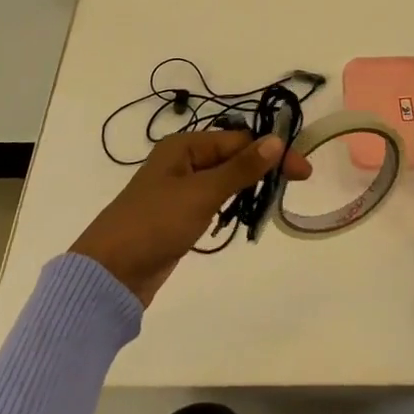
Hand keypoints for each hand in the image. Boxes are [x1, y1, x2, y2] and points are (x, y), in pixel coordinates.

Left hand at [71, 129, 312, 305]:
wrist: (110, 273)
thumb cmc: (155, 224)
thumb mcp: (202, 193)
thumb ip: (241, 168)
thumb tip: (276, 140)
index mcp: (185, 146)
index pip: (239, 140)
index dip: (272, 152)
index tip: (303, 171)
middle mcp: (183, 161)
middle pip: (233, 156)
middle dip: (263, 168)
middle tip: (297, 184)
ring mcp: (180, 189)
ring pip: (225, 179)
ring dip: (249, 186)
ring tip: (276, 199)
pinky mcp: (179, 215)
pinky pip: (214, 200)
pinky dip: (232, 204)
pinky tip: (246, 214)